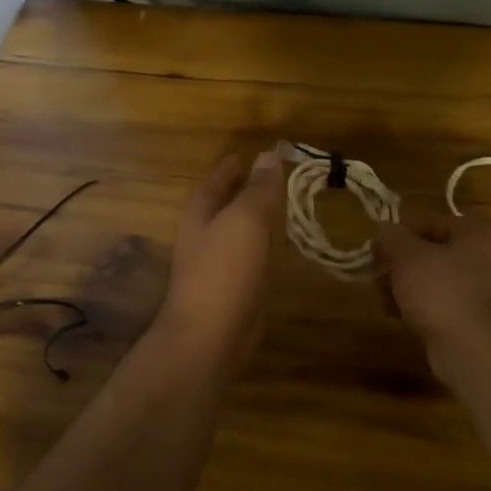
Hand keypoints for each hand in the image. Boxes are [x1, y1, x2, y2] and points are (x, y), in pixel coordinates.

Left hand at [155, 149, 285, 366]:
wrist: (210, 337)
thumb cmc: (224, 271)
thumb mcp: (245, 221)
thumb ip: (259, 189)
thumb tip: (268, 155)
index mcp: (201, 211)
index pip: (219, 178)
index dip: (238, 165)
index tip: (262, 153)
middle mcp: (205, 233)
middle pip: (228, 203)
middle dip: (250, 190)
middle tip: (282, 177)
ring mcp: (218, 263)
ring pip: (242, 231)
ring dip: (260, 218)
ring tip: (288, 205)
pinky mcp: (234, 288)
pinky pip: (252, 256)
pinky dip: (266, 246)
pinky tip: (283, 246)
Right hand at [373, 213, 490, 365]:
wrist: (479, 352)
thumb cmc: (444, 291)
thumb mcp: (408, 256)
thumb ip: (391, 237)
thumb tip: (383, 229)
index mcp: (482, 232)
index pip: (433, 222)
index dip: (400, 233)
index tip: (376, 248)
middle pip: (437, 252)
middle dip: (403, 263)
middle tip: (378, 275)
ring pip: (441, 281)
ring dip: (411, 287)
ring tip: (385, 299)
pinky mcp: (485, 323)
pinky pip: (448, 306)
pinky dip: (426, 308)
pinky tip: (402, 317)